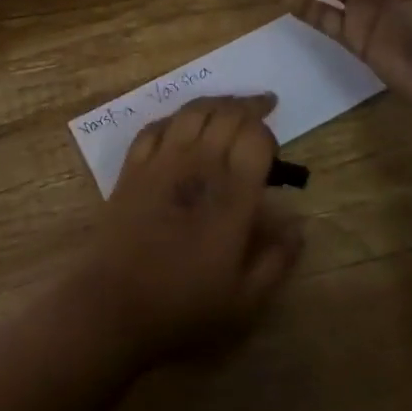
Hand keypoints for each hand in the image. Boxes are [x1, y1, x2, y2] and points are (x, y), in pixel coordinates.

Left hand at [70, 97, 303, 369]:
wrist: (114, 306)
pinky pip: (156, 126)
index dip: (268, 134)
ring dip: (215, 103)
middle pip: (226, 113)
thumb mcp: (245, 301)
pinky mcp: (132, 166)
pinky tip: (182, 124)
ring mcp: (161, 160)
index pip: (255, 138)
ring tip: (229, 106)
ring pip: (192, 111)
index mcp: (232, 194)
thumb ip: (277, 259)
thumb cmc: (184, 307)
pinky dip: (175, 118)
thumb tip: (298, 223)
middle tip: (262, 108)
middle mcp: (198, 165)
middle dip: (248, 107)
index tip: (273, 152)